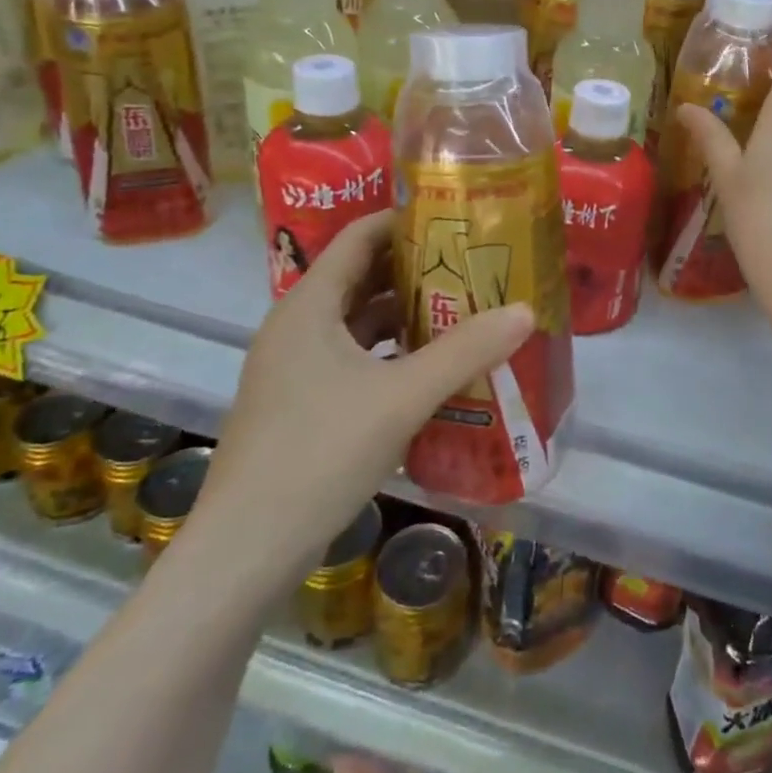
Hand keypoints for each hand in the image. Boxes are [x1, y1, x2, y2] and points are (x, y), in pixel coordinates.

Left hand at [200, 212, 532, 581]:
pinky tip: (431, 368)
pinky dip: (391, 354)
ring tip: (463, 309)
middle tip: (472, 263)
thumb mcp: (401, 397)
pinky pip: (354, 360)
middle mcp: (297, 327)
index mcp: (309, 306)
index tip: (455, 218)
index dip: (405, 221)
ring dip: (406, 315)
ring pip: (358, 323)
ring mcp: (295, 369)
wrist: (245, 553)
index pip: (359, 237)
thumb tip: (526, 311)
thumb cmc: (319, 454)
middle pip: (361, 278)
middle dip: (416, 268)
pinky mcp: (301, 405)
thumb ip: (465, 351)